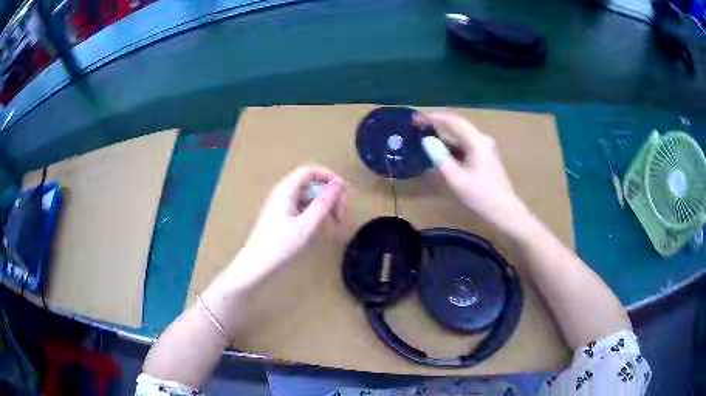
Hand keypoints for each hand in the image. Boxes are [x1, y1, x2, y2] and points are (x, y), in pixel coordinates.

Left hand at [240, 165, 349, 271]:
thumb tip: (339, 184)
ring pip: (308, 198)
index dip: (329, 177)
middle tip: (342, 214)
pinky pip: (302, 209)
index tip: (344, 192)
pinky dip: (315, 215)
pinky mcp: (281, 218)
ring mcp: (281, 206)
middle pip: (311, 185)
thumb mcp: (307, 224)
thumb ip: (324, 203)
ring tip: (335, 224)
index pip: (310, 171)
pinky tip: (322, 230)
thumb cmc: (280, 245)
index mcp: (286, 190)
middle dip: (329, 196)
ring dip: (324, 207)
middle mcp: (283, 193)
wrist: (256, 265)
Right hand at [415, 112, 529, 231]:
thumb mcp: (457, 180)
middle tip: (417, 129)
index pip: (454, 121)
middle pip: (457, 127)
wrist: (506, 213)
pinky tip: (440, 157)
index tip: (416, 118)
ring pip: (460, 139)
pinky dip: (452, 150)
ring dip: (444, 140)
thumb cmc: (482, 198)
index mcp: (478, 142)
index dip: (434, 117)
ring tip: (424, 143)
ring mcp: (485, 149)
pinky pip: (465, 148)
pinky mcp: (485, 158)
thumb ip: (441, 159)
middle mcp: (483, 140)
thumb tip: (427, 141)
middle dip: (437, 126)